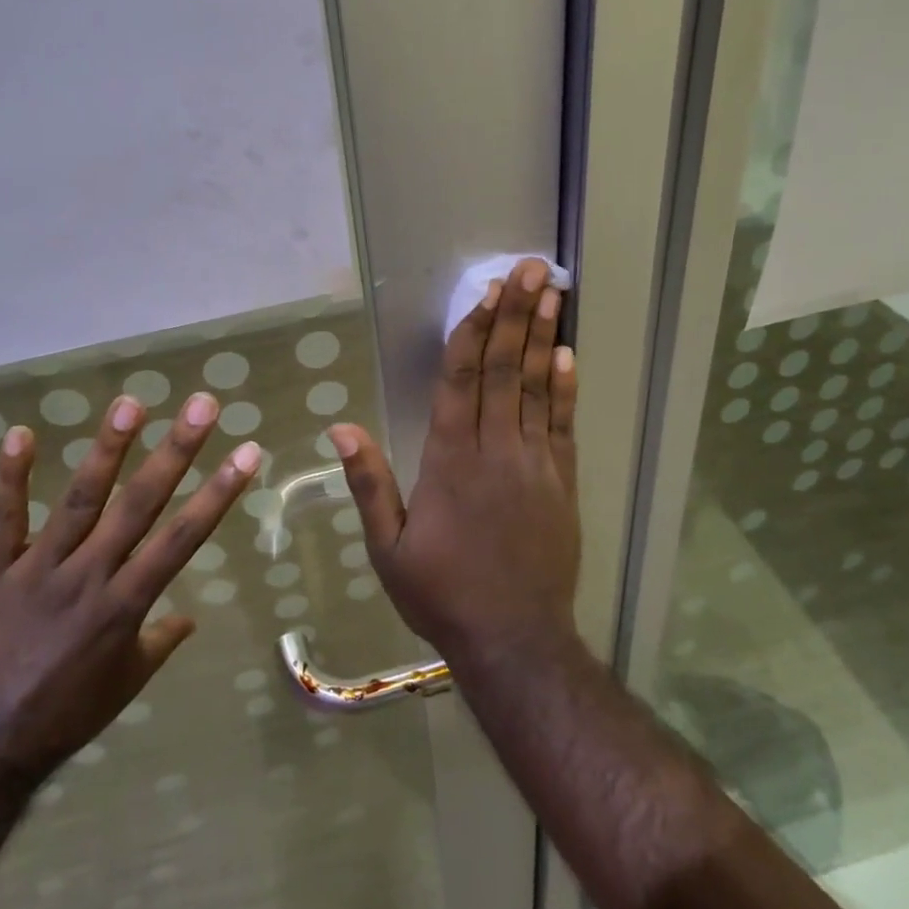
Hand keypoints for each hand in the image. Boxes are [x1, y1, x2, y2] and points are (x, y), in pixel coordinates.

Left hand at [0, 392, 260, 784]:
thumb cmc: (63, 717)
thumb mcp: (125, 684)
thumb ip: (158, 642)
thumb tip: (188, 617)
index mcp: (125, 605)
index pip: (183, 538)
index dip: (218, 493)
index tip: (247, 452)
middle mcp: (88, 577)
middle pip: (139, 504)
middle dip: (175, 451)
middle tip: (201, 405)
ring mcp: (37, 572)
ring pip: (78, 500)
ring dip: (107, 450)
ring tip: (131, 403)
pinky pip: (2, 521)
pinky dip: (10, 478)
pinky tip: (20, 433)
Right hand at [328, 258, 580, 669]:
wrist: (515, 640)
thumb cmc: (443, 593)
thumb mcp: (389, 548)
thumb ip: (369, 483)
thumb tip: (340, 427)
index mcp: (449, 460)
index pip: (460, 380)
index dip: (473, 332)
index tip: (486, 292)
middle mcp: (494, 449)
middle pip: (505, 369)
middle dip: (516, 314)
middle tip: (531, 269)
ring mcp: (534, 463)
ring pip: (538, 387)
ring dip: (543, 336)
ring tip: (553, 292)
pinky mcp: (562, 481)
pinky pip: (563, 423)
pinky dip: (566, 386)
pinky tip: (568, 353)